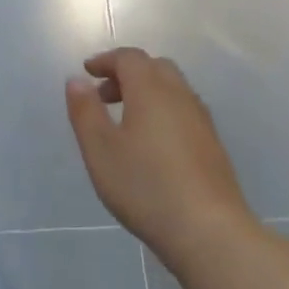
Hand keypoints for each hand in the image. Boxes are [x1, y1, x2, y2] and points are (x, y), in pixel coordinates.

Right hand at [65, 48, 254, 264]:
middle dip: (126, 73)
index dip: (106, 60)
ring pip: (172, 88)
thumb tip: (76, 80)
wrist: (209, 230)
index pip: (129, 58)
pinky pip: (183, 109)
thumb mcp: (101, 150)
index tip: (87, 72)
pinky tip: (153, 144)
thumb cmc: (146, 186)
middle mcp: (180, 95)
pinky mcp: (212, 143)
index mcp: (151, 89)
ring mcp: (201, 119)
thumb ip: (85, 111)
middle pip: (154, 67)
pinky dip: (163, 110)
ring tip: (125, 121)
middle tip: (104, 96)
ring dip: (146, 92)